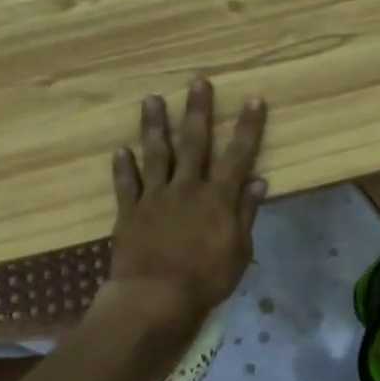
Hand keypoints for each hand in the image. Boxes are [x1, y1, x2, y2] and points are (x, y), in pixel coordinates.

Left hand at [106, 78, 266, 322]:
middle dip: (198, 111)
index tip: (253, 100)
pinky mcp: (129, 213)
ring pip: (156, 154)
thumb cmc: (206, 279)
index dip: (247, 127)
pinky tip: (120, 149)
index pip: (238, 155)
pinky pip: (126, 185)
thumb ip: (246, 213)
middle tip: (197, 82)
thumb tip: (259, 181)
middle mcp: (186, 188)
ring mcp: (155, 198)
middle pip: (193, 143)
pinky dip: (123, 167)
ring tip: (152, 100)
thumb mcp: (240, 250)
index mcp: (217, 197)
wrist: (155, 298)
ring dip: (155, 126)